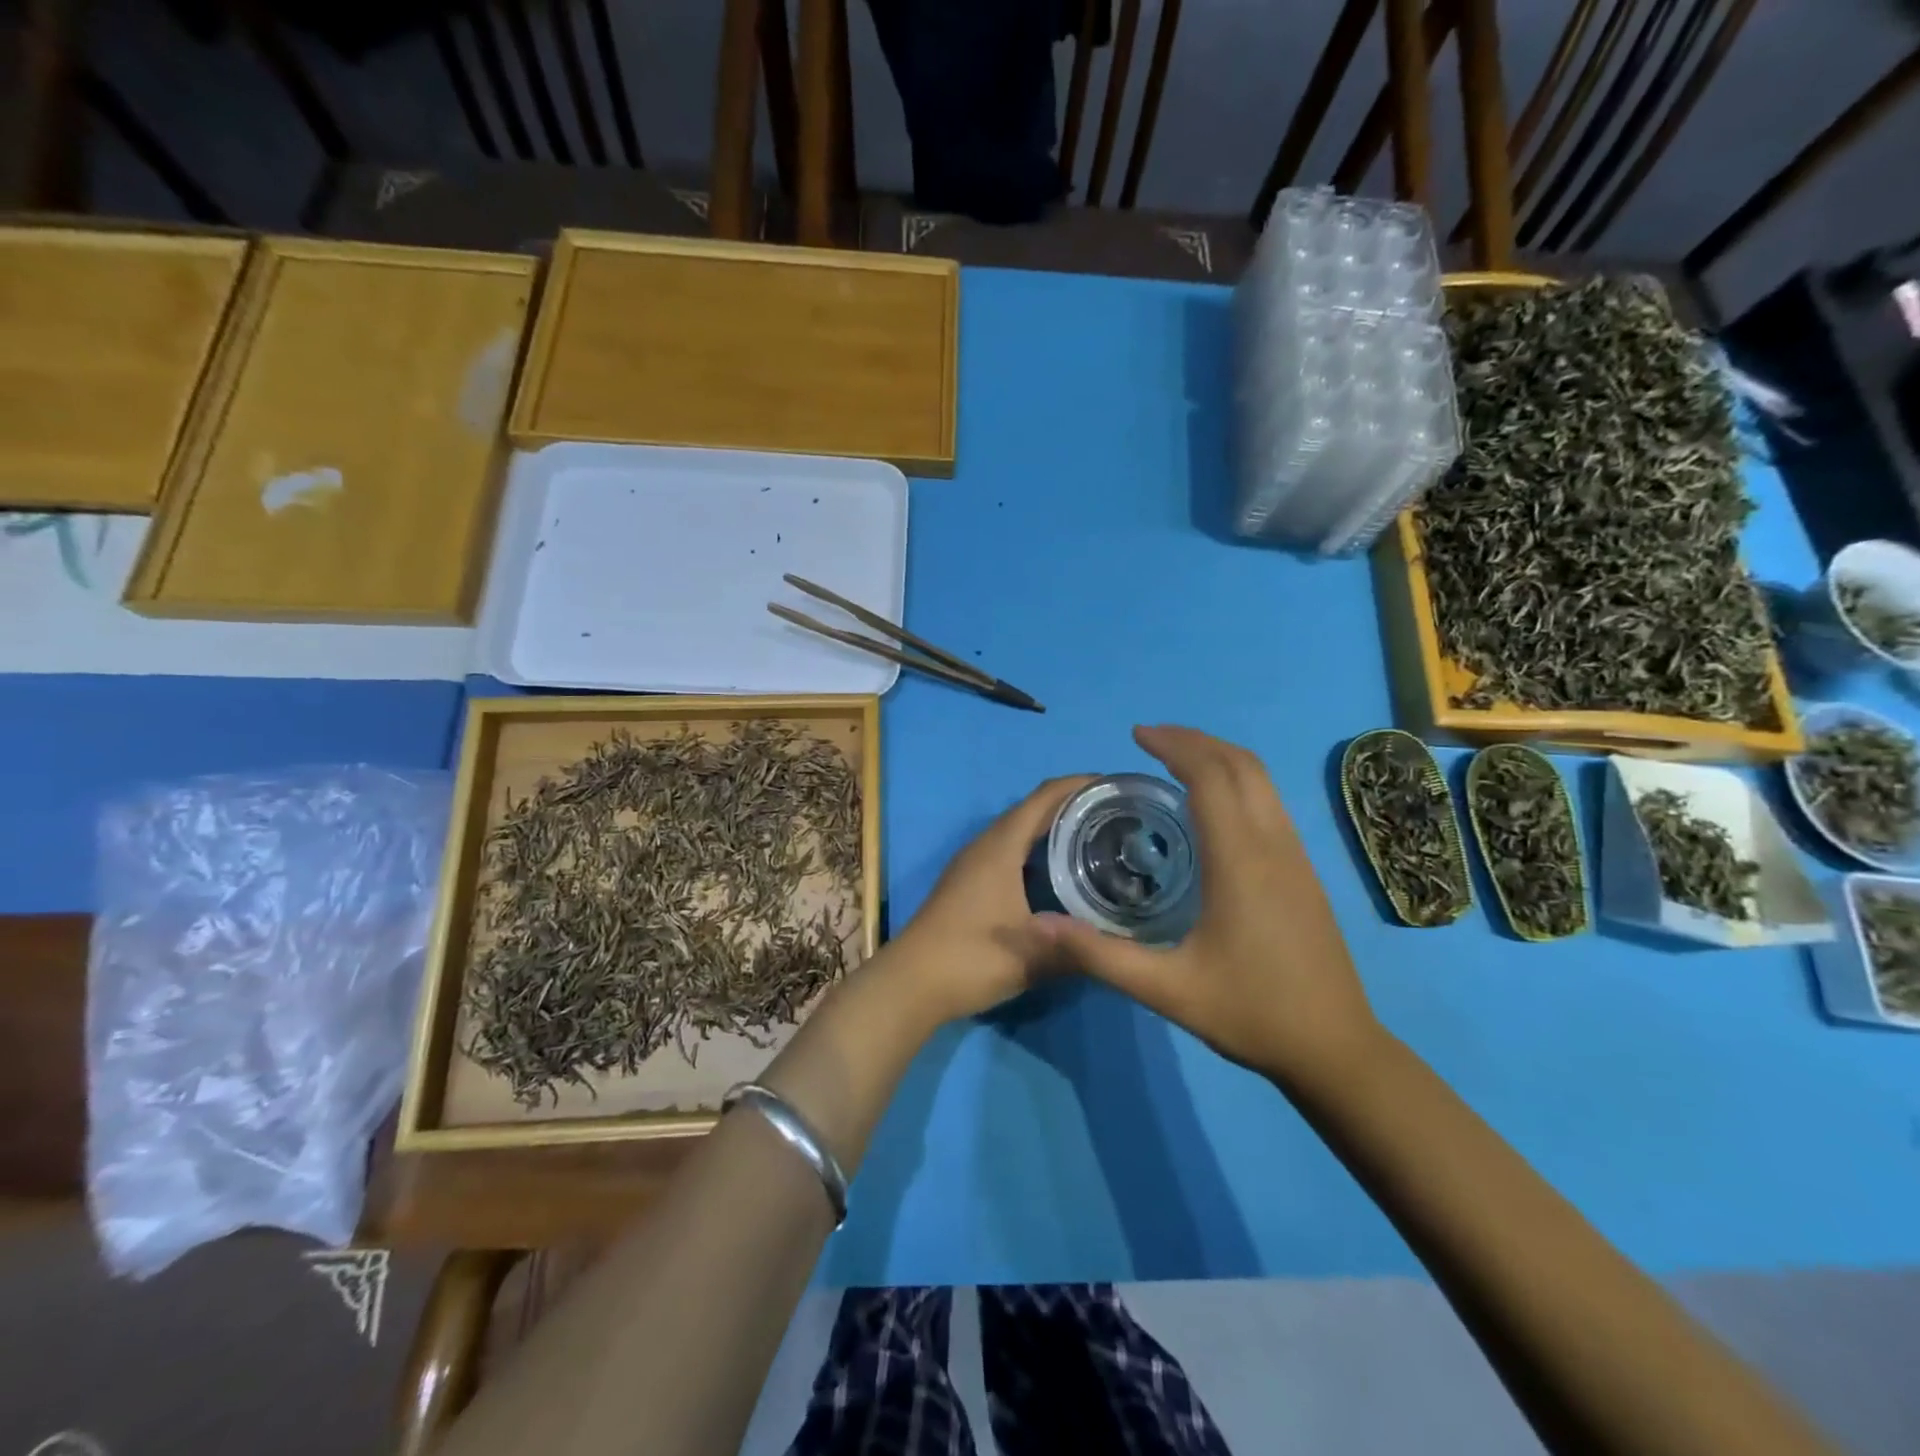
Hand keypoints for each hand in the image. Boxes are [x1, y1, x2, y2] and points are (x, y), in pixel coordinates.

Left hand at [885, 776, 1094, 1024]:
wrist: (911, 983)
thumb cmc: (971, 959)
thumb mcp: (1032, 956)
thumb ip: (1079, 947)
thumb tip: (1121, 945)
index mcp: (1000, 847)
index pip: (1044, 798)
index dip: (1078, 785)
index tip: (1114, 786)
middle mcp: (985, 846)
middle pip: (1033, 811)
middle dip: (1072, 806)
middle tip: (1116, 817)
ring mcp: (974, 865)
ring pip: (1019, 833)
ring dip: (1053, 829)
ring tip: (1095, 840)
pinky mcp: (969, 884)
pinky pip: (1010, 852)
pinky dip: (1038, 852)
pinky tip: (1059, 875)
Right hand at [1035, 726, 1380, 1090]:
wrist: (1336, 1049)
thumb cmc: (1251, 1013)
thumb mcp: (1166, 990)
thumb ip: (1099, 955)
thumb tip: (1037, 924)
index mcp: (1241, 862)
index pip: (1211, 778)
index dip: (1175, 746)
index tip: (1137, 736)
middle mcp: (1274, 845)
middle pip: (1241, 766)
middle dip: (1196, 741)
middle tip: (1150, 740)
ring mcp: (1296, 856)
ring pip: (1262, 781)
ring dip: (1219, 758)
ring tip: (1175, 761)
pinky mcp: (1304, 871)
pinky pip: (1270, 803)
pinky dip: (1237, 782)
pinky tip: (1211, 807)